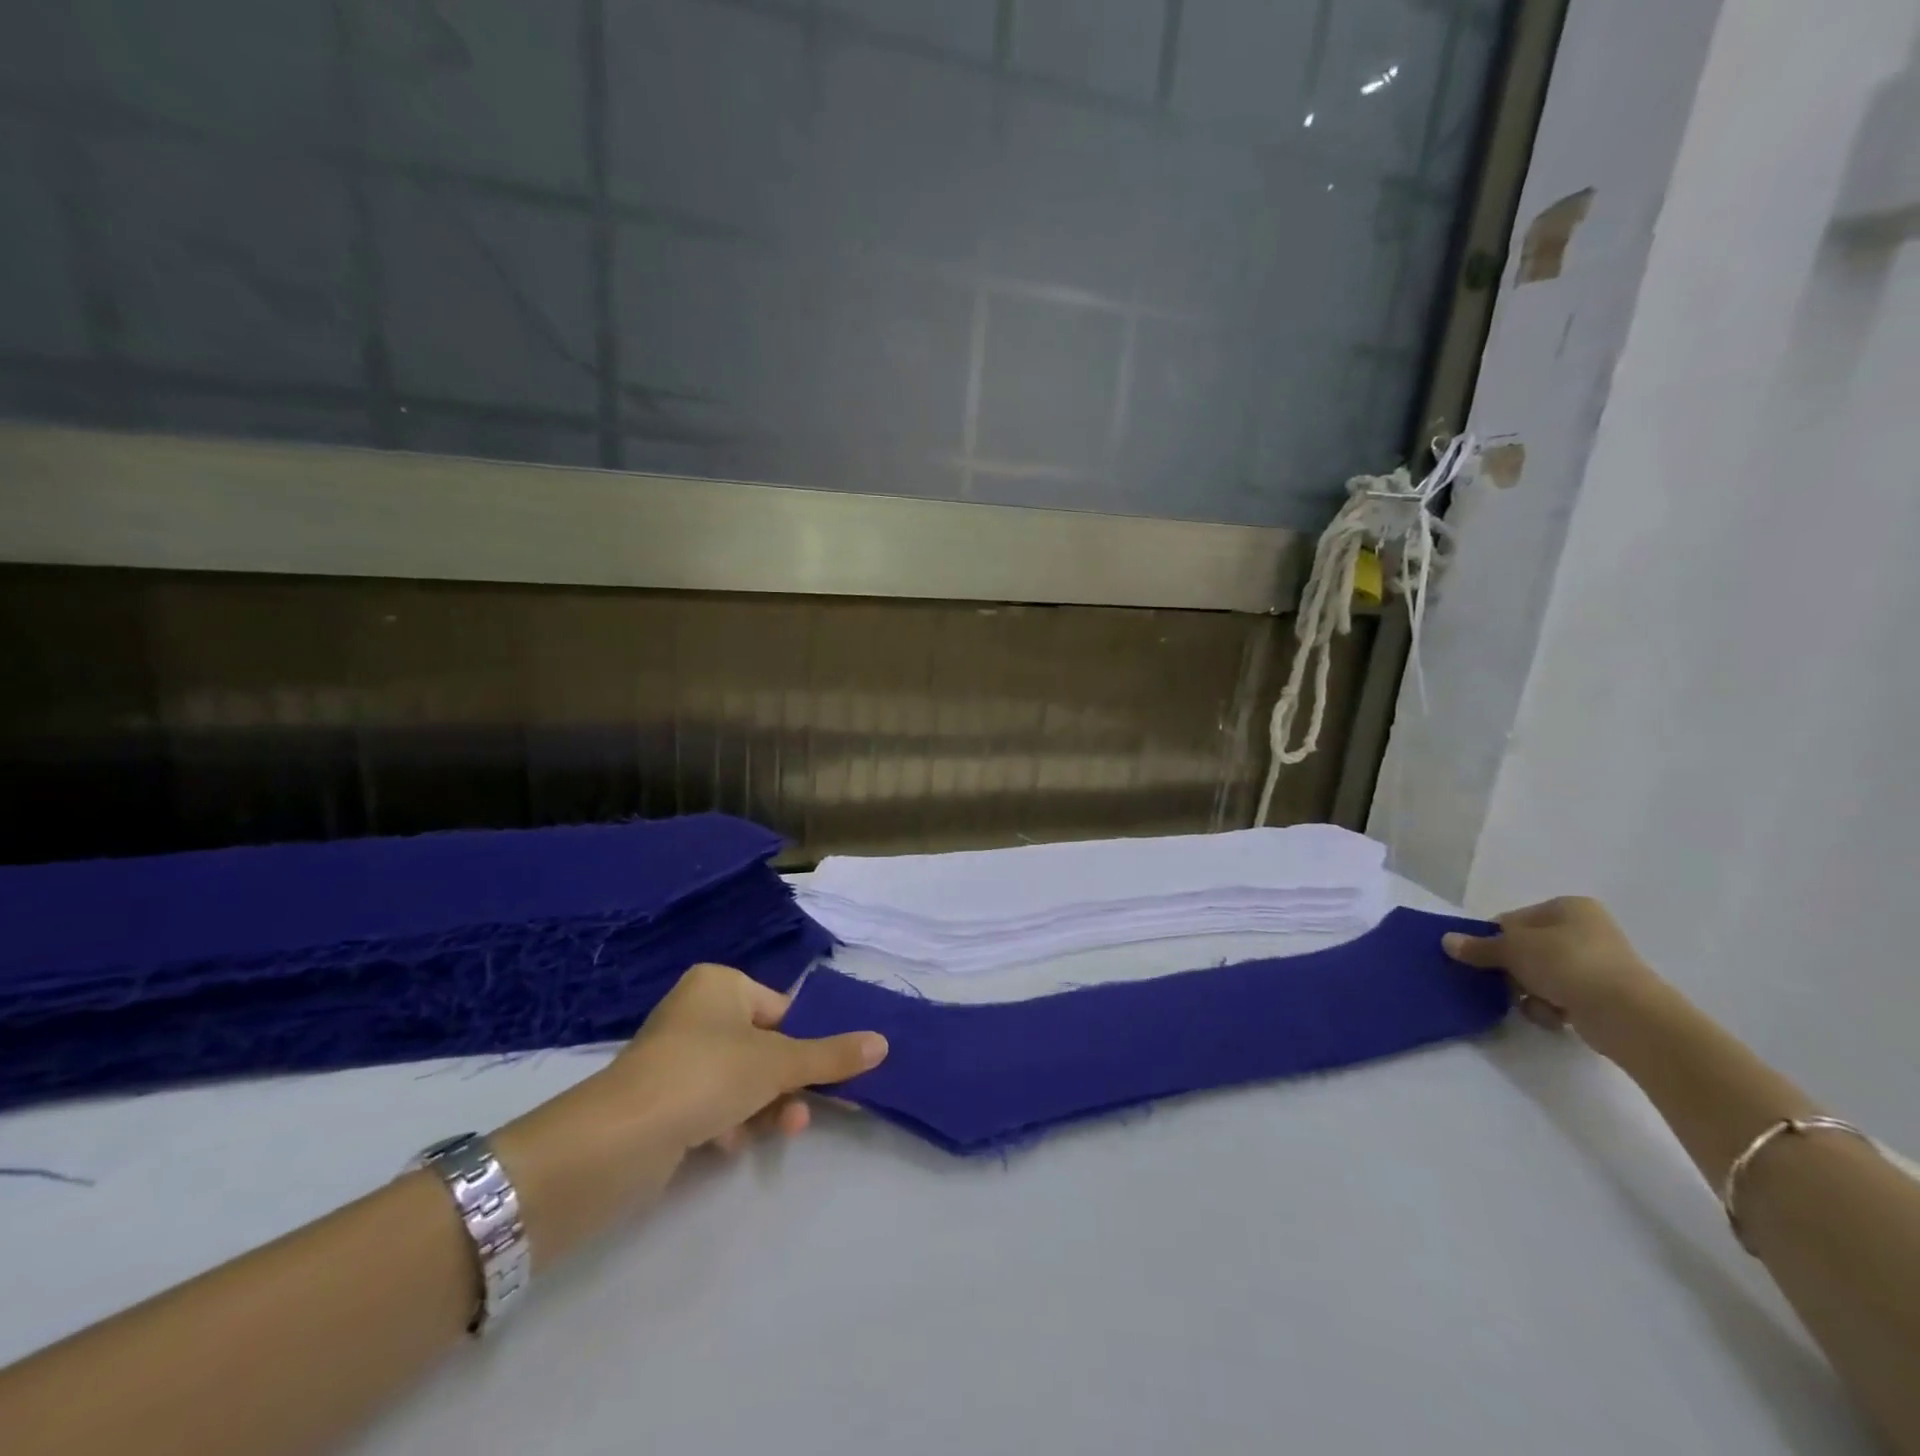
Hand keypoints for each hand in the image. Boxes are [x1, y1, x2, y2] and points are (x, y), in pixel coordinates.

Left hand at [493, 964, 885, 1265]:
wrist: (618, 1140)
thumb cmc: (706, 1075)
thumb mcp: (778, 1063)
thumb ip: (831, 1055)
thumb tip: (883, 1043)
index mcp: (720, 985)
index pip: (783, 1010)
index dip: (812, 1043)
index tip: (840, 1074)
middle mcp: (697, 1013)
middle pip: (765, 1047)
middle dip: (791, 1082)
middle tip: (819, 1109)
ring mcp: (677, 1058)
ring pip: (742, 1080)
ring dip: (767, 1107)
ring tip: (785, 1132)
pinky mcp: (663, 1101)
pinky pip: (713, 1105)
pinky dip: (731, 1123)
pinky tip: (730, 1144)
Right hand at [1442, 896, 1660, 1031]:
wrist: (1629, 1015)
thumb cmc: (1567, 964)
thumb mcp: (1513, 949)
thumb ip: (1479, 946)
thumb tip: (1447, 941)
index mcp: (1568, 908)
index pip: (1515, 920)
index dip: (1494, 939)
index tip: (1482, 959)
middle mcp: (1586, 930)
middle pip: (1528, 949)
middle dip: (1511, 970)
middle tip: (1500, 984)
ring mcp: (1599, 964)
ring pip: (1542, 975)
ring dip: (1529, 991)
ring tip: (1532, 1004)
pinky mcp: (1605, 996)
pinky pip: (1563, 997)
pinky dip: (1551, 1007)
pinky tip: (1553, 1017)